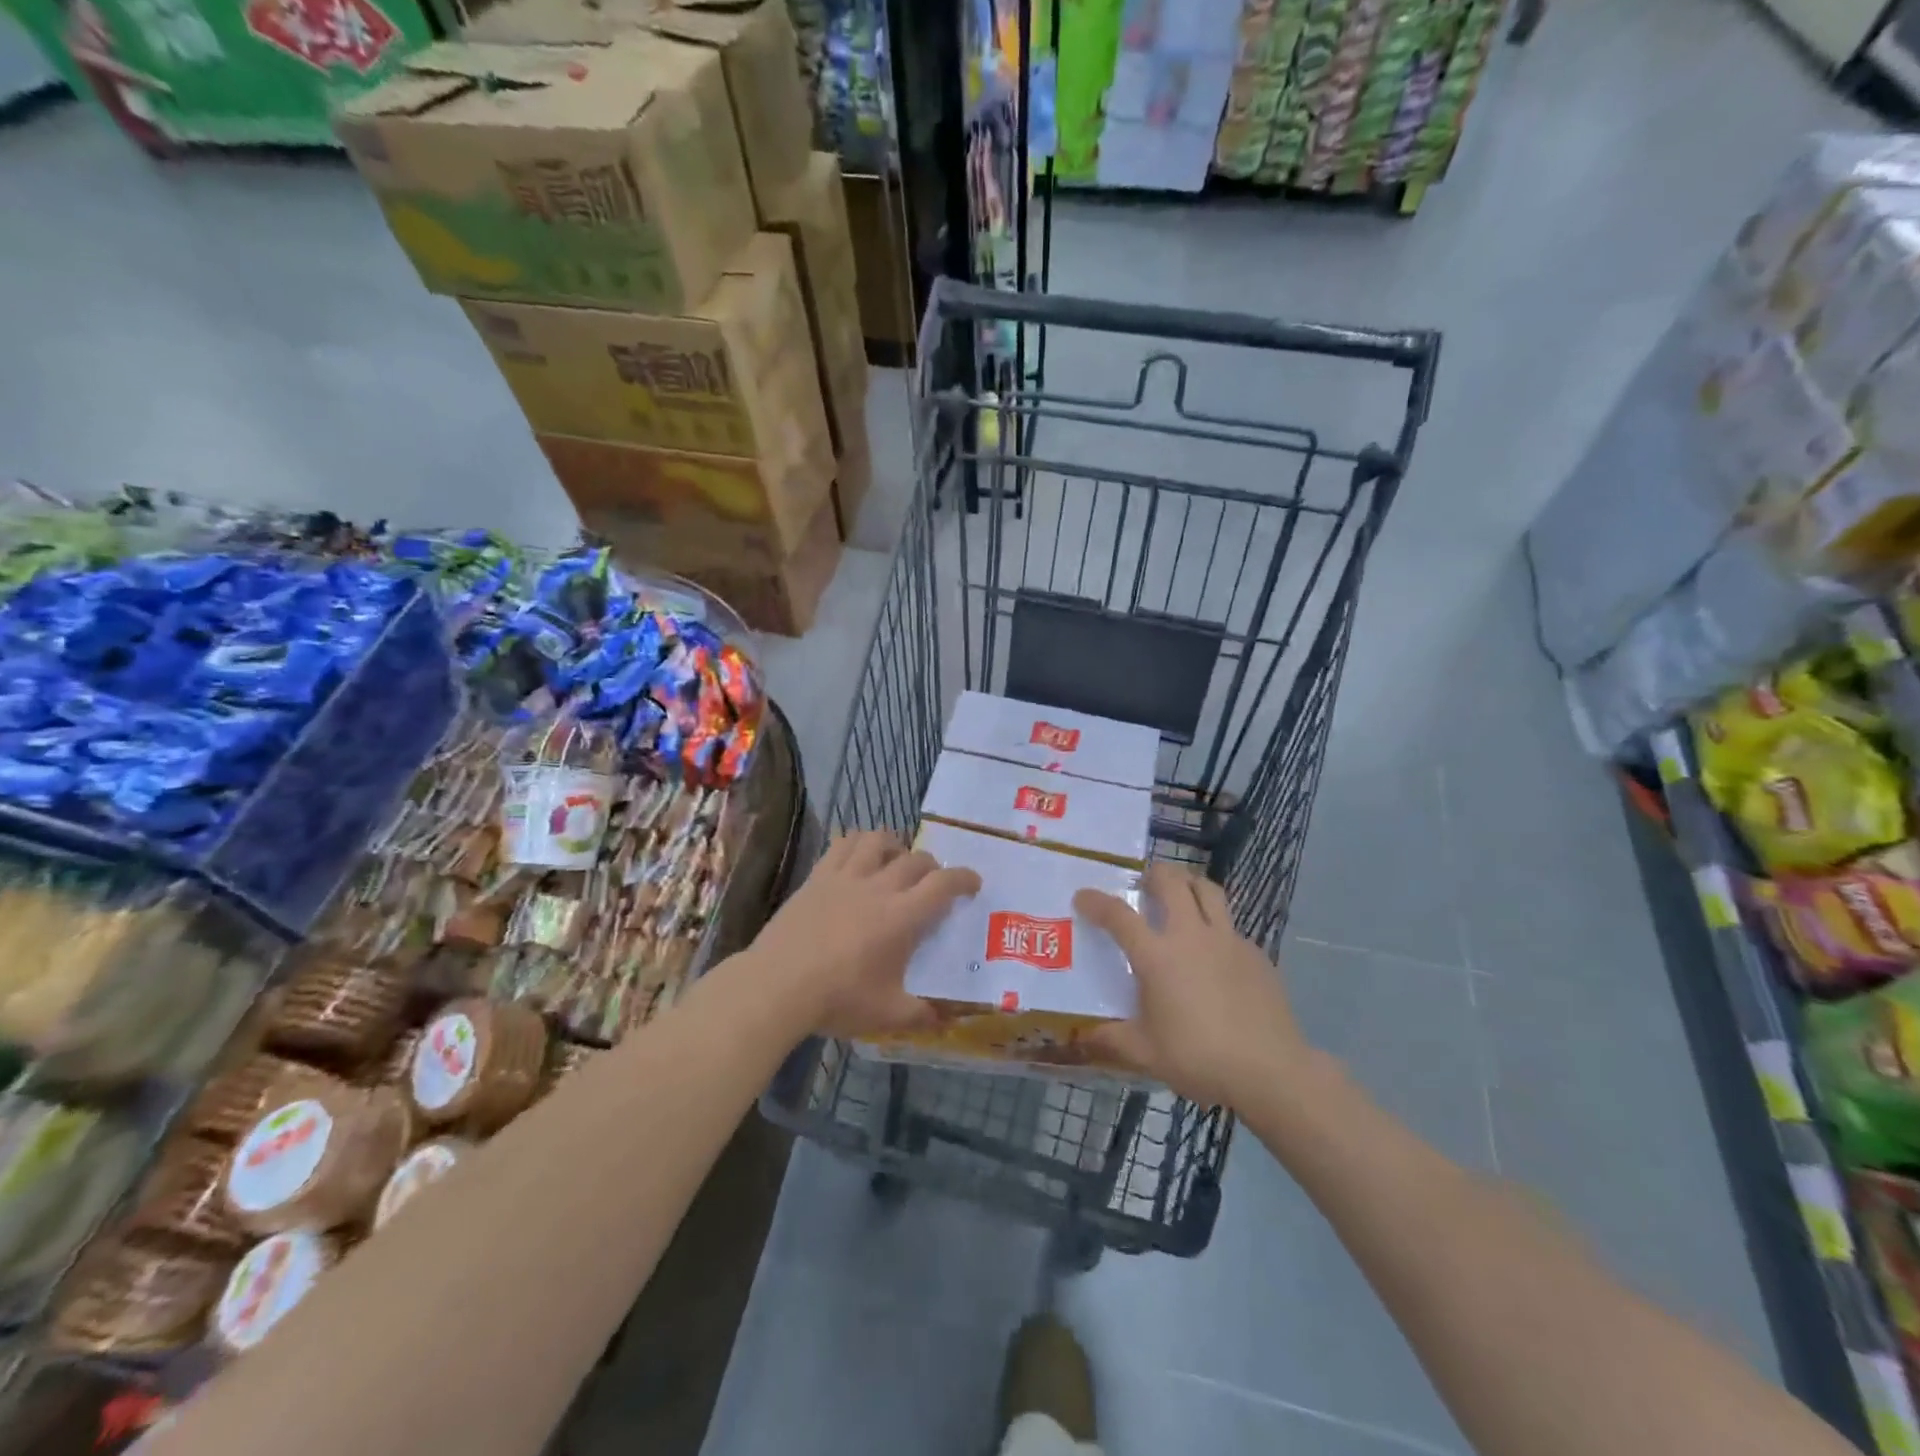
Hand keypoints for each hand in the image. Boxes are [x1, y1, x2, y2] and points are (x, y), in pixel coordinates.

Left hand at [749, 830, 980, 1038]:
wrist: (776, 985)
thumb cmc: (837, 999)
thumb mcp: (887, 1015)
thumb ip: (922, 1014)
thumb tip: (949, 1019)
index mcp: (902, 917)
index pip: (944, 884)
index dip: (964, 878)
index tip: (973, 883)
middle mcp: (879, 887)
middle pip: (915, 859)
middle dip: (932, 866)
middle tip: (933, 882)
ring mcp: (845, 877)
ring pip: (878, 840)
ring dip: (895, 845)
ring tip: (896, 859)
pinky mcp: (818, 877)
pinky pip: (843, 844)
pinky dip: (858, 843)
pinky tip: (859, 856)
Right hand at [1074, 863, 1311, 1108]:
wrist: (1271, 1070)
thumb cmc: (1200, 1059)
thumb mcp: (1146, 1054)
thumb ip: (1112, 1040)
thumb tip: (1082, 1038)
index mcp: (1157, 956)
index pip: (1119, 915)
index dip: (1097, 901)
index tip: (1083, 896)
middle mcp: (1191, 936)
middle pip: (1172, 883)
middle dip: (1154, 874)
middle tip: (1144, 883)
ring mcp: (1228, 940)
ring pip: (1208, 890)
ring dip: (1189, 884)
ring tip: (1181, 895)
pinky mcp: (1256, 953)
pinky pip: (1231, 925)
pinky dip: (1216, 925)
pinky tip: (1214, 952)